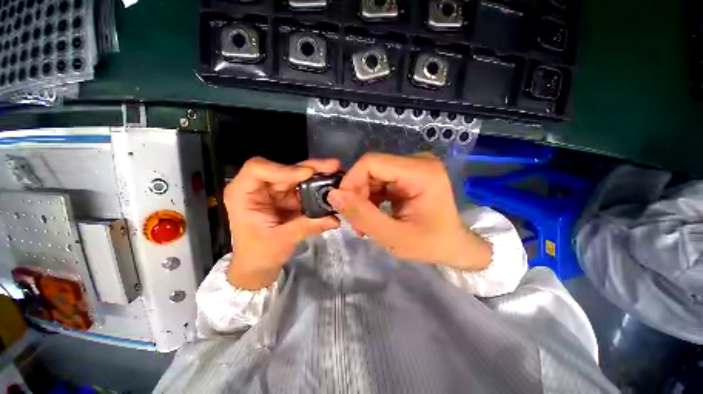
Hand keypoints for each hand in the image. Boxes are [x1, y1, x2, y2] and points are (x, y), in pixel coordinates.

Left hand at [224, 157, 340, 288]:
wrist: (259, 265)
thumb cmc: (259, 253)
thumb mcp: (281, 240)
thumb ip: (307, 227)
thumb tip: (334, 220)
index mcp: (243, 194)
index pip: (258, 169)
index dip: (283, 169)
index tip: (307, 174)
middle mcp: (259, 187)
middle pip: (284, 169)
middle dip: (309, 168)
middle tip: (333, 166)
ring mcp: (274, 191)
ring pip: (296, 175)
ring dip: (317, 174)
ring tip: (336, 172)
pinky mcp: (287, 197)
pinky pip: (303, 187)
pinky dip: (317, 186)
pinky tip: (330, 184)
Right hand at [327, 153, 490, 270]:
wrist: (452, 245)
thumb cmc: (431, 244)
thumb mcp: (394, 237)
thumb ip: (362, 216)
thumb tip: (333, 195)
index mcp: (421, 172)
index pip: (371, 163)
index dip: (351, 181)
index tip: (344, 206)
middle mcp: (418, 162)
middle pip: (371, 168)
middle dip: (357, 194)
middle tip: (356, 221)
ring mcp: (413, 166)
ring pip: (372, 175)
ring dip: (362, 198)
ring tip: (363, 223)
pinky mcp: (408, 174)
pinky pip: (379, 181)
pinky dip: (370, 198)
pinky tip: (371, 214)